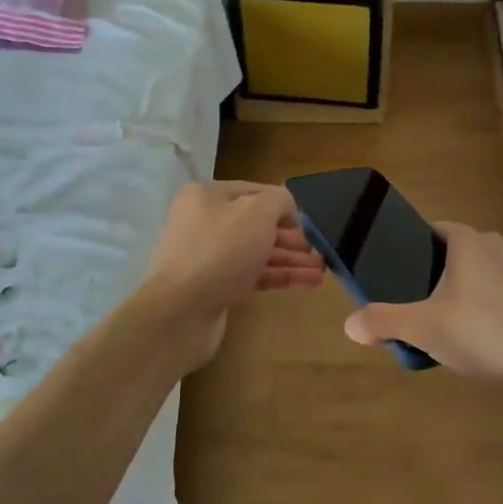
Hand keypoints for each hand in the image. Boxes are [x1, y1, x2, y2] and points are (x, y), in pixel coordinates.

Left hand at [137, 181, 322, 368]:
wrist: (181, 311)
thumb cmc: (221, 251)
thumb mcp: (257, 212)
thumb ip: (279, 201)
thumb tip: (286, 208)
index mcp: (207, 196)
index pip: (255, 192)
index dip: (284, 207)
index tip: (308, 226)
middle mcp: (204, 222)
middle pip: (257, 224)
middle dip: (291, 238)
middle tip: (319, 252)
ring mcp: (207, 257)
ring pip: (257, 252)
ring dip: (290, 260)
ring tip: (321, 272)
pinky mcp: (214, 287)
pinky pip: (252, 275)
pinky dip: (278, 276)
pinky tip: (307, 282)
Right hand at [342, 222, 502, 401]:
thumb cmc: (483, 330)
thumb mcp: (423, 327)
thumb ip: (384, 322)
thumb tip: (349, 325)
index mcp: (468, 242)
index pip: (431, 229)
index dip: (409, 245)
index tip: (390, 269)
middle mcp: (494, 250)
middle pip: (451, 255)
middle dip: (429, 274)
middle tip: (405, 299)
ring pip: (473, 279)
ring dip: (453, 296)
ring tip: (429, 324)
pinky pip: (490, 301)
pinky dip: (474, 314)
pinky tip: (463, 341)